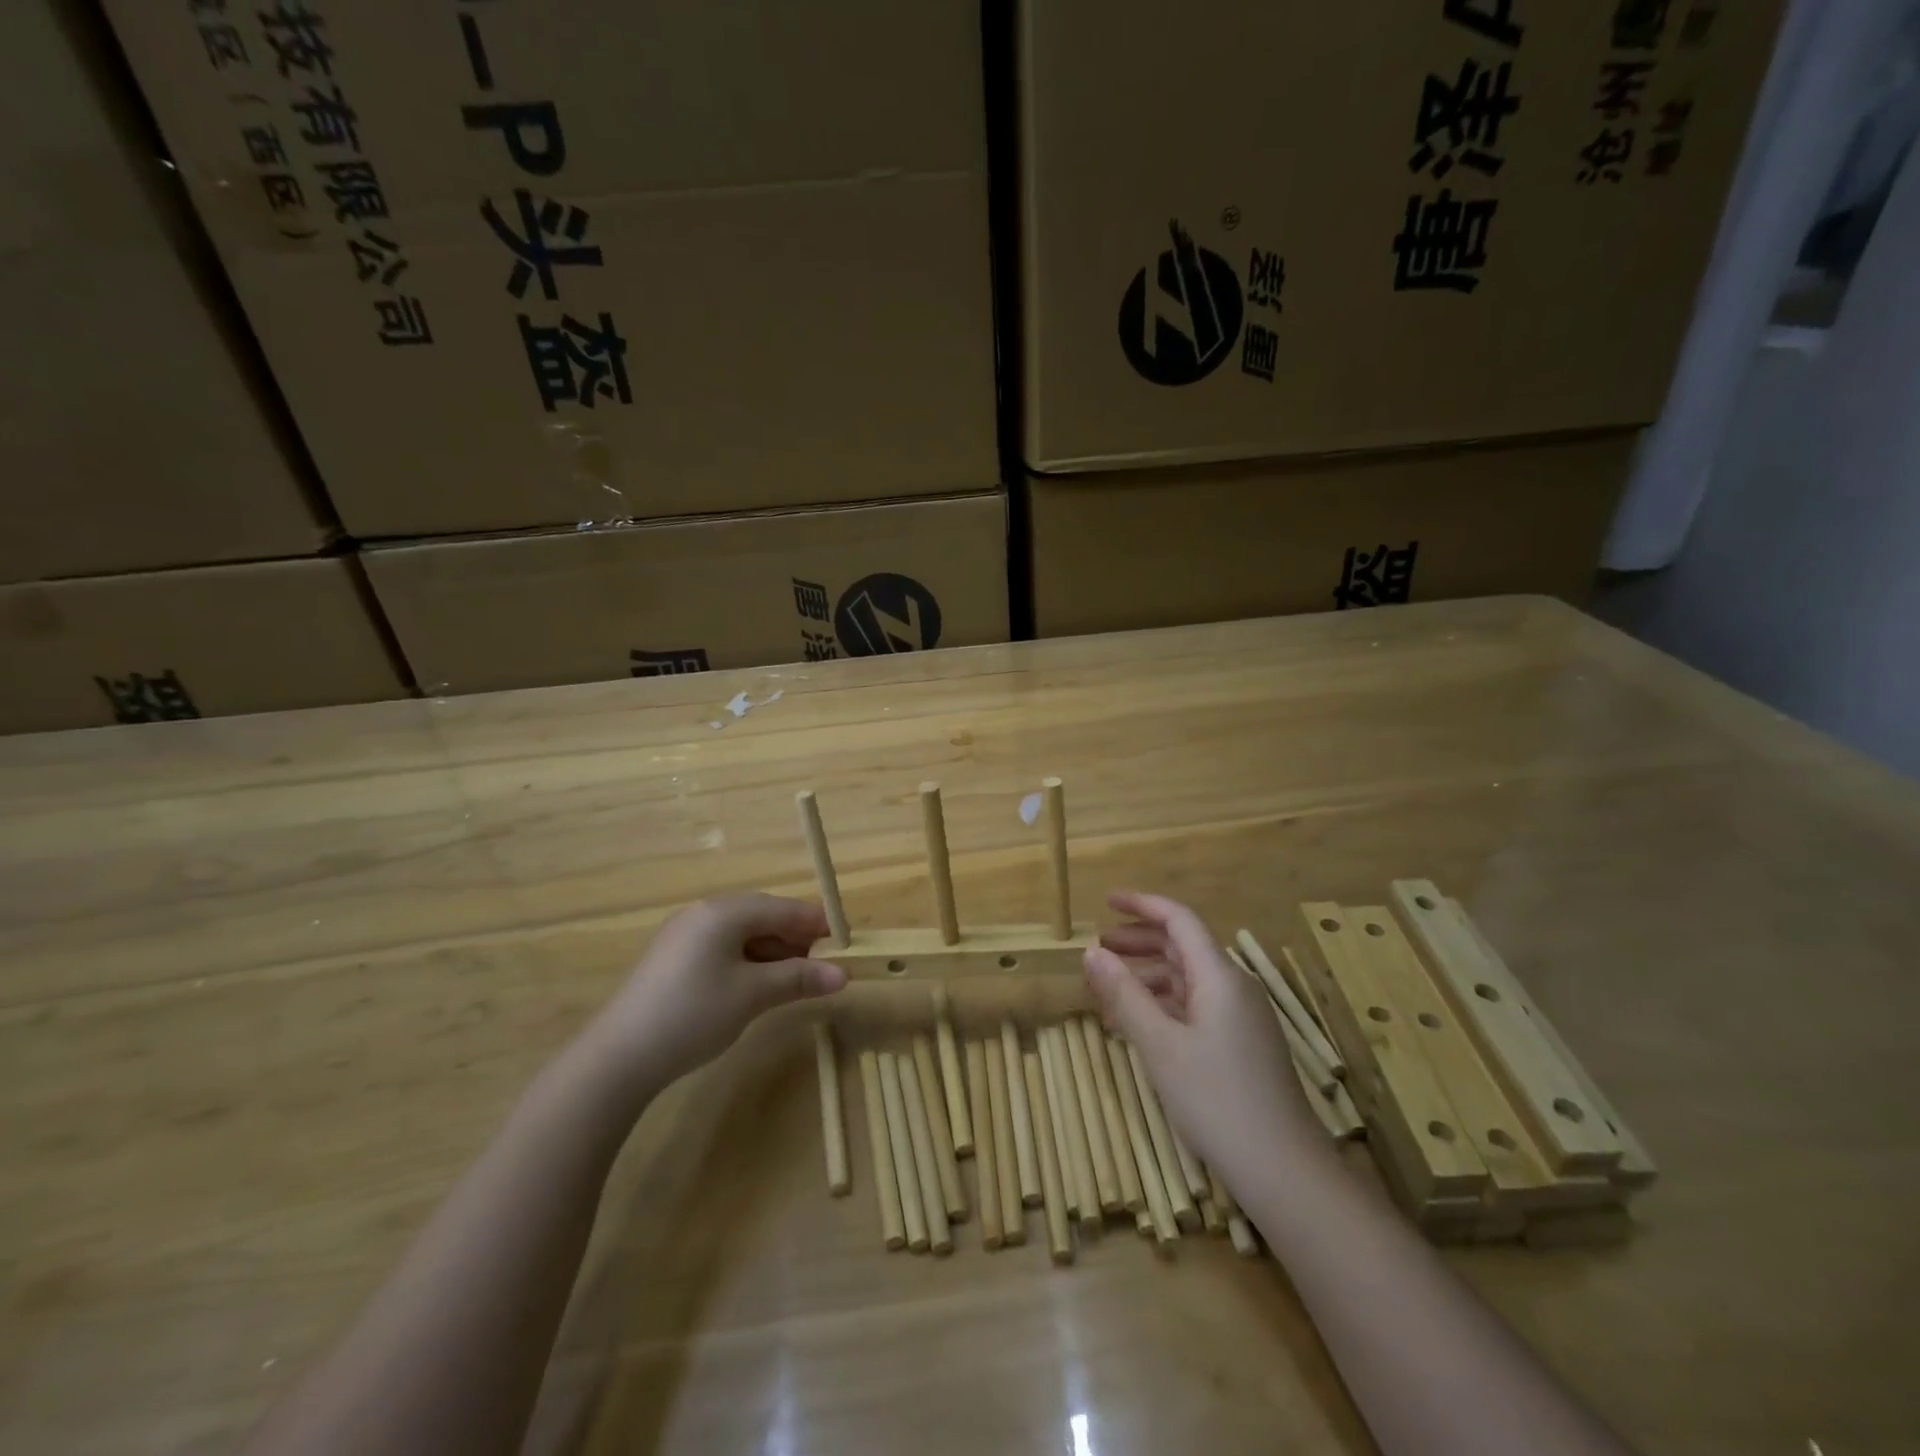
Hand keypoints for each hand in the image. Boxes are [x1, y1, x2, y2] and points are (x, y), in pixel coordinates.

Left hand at [579, 894, 847, 1095]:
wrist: (618, 1057)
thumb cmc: (693, 1014)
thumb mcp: (753, 995)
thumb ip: (800, 979)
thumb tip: (843, 975)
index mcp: (724, 912)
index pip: (783, 907)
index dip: (817, 924)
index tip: (846, 945)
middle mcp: (704, 913)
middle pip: (763, 916)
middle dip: (796, 940)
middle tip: (824, 967)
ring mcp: (685, 935)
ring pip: (743, 934)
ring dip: (774, 953)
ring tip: (797, 980)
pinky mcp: (674, 958)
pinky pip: (723, 948)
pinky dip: (749, 962)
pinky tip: (759, 986)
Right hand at [1083, 891, 1316, 1181]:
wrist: (1284, 1171)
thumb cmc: (1217, 1100)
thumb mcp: (1159, 1046)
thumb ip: (1124, 995)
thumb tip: (1091, 953)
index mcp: (1219, 976)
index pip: (1179, 920)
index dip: (1142, 905)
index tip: (1105, 902)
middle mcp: (1234, 987)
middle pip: (1183, 946)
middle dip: (1139, 941)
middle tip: (1098, 948)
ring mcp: (1241, 1017)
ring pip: (1188, 979)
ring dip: (1147, 976)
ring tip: (1108, 990)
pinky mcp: (1241, 1044)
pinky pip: (1196, 1006)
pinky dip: (1163, 1004)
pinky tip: (1138, 1025)